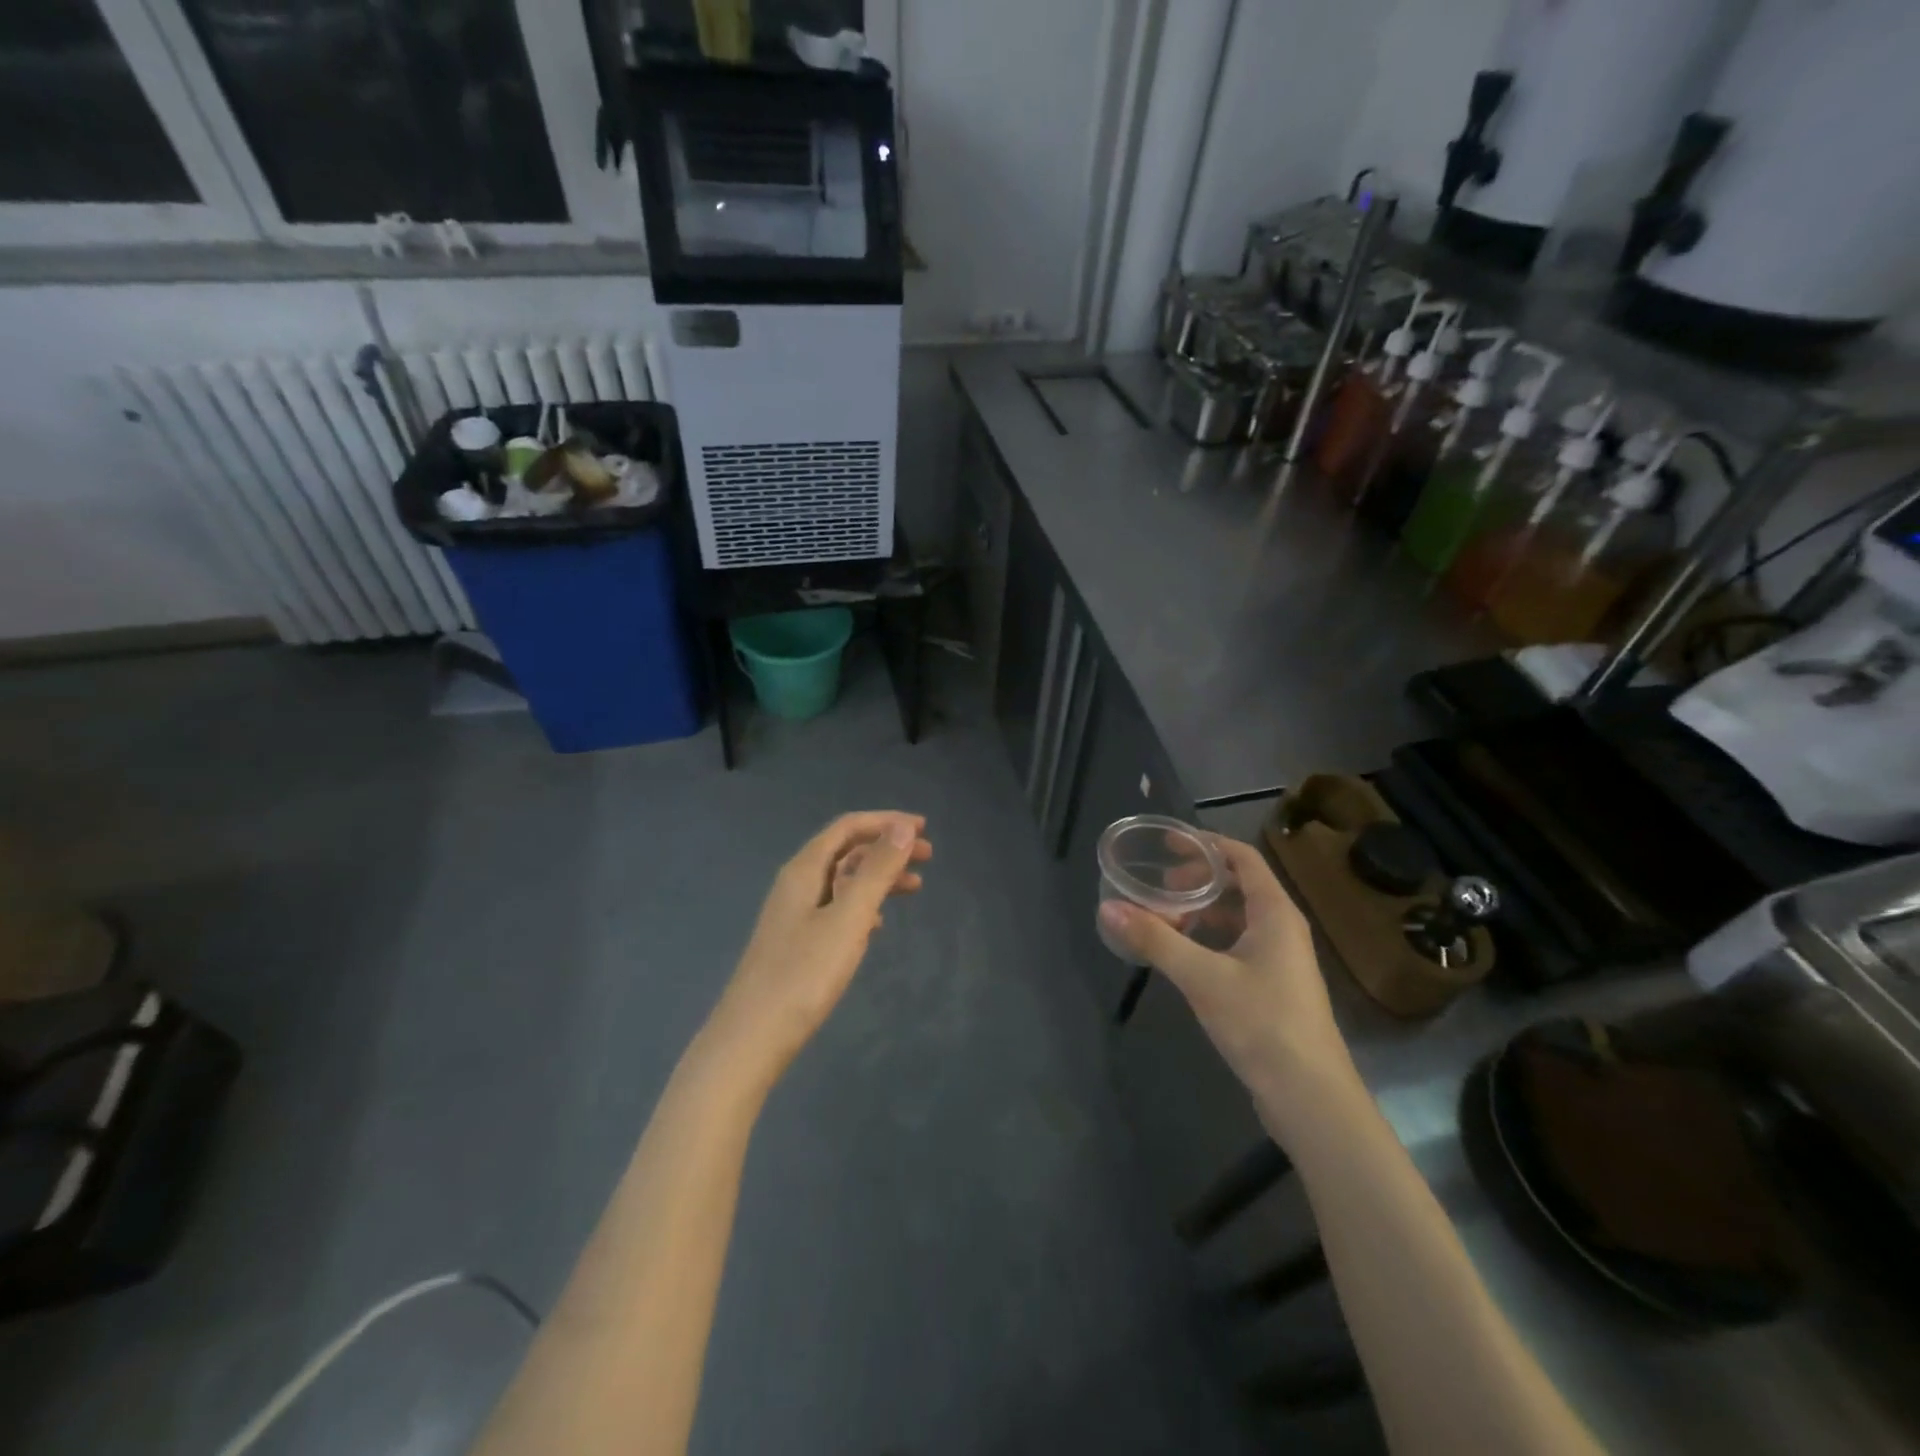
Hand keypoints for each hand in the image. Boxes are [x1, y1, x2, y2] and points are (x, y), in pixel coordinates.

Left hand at [703, 812, 931, 1085]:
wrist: (752, 1038)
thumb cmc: (803, 974)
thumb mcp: (848, 918)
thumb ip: (876, 871)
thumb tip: (903, 827)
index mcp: (804, 870)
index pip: (847, 828)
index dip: (886, 822)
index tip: (923, 828)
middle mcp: (797, 884)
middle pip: (846, 851)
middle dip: (887, 848)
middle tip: (927, 858)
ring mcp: (794, 914)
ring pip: (843, 881)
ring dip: (879, 877)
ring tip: (915, 887)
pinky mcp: (797, 942)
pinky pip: (836, 908)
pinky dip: (863, 905)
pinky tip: (878, 923)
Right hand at [1099, 836, 1353, 1108]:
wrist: (1310, 1097)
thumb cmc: (1261, 1024)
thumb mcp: (1201, 978)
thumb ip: (1154, 940)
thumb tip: (1108, 907)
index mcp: (1275, 913)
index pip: (1242, 857)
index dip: (1206, 844)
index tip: (1167, 843)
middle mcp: (1283, 928)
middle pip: (1240, 885)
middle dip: (1199, 880)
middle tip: (1160, 888)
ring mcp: (1281, 959)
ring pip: (1239, 917)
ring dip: (1204, 911)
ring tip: (1166, 919)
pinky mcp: (1274, 986)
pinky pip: (1240, 943)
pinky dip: (1211, 938)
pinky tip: (1186, 955)